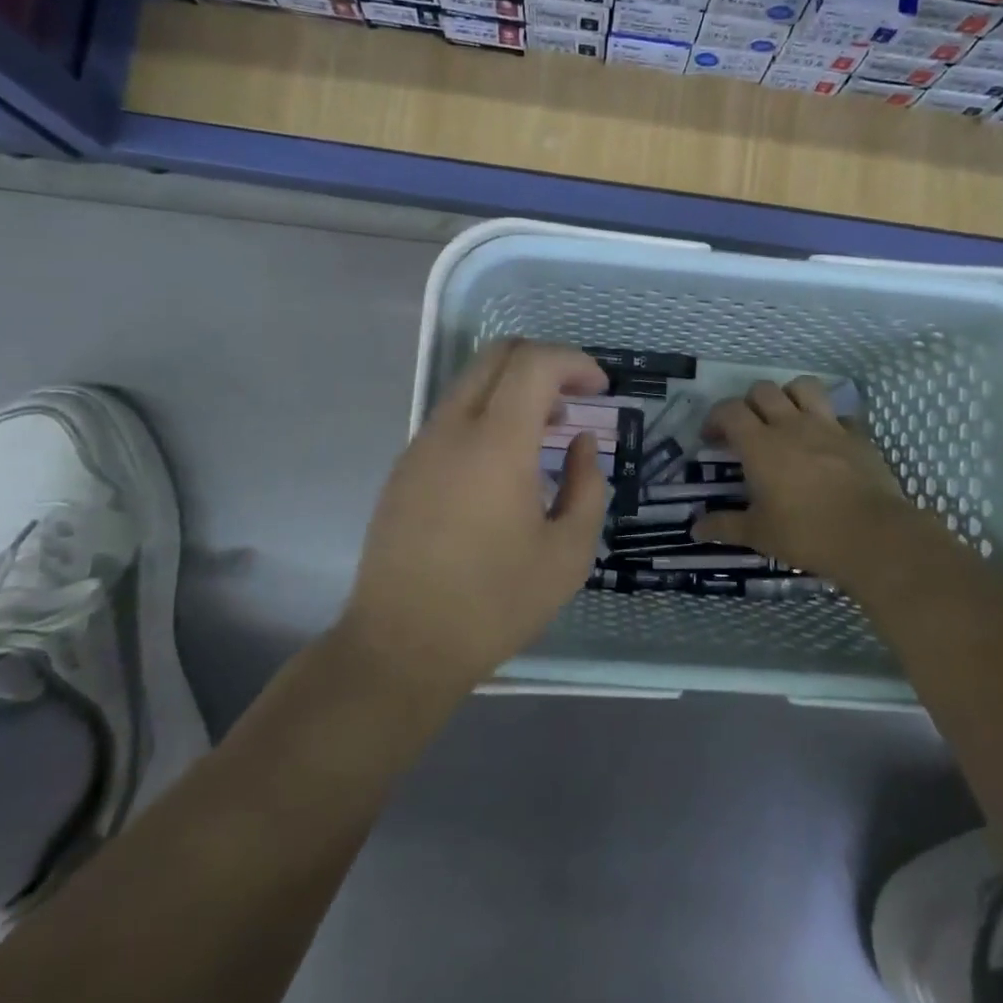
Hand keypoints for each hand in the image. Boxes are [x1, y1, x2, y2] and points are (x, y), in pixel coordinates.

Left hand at [341, 339, 608, 694]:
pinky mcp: (404, 469)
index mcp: (496, 443)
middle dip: (545, 362)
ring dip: (515, 390)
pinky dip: (488, 415)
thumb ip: (587, 487)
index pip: (534, 362)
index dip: (575, 362)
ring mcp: (421, 446)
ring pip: (471, 383)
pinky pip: (452, 416)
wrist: (401, 646)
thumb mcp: (568, 554)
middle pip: (497, 355)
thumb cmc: (495, 603)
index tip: (601, 390)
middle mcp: (452, 428)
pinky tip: (505, 466)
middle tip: (576, 399)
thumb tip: (580, 445)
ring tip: (546, 434)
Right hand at [691, 378, 927, 585]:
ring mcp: (828, 426)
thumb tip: (695, 529)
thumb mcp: (758, 534)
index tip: (711, 440)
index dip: (715, 418)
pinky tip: (825, 442)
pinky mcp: (858, 436)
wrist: (872, 535)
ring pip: (803, 386)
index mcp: (760, 445)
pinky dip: (826, 421)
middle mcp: (791, 425)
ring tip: (786, 419)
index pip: (729, 410)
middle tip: (746, 430)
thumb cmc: (806, 533)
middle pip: (763, 390)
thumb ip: (724, 526)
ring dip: (789, 396)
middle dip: (748, 404)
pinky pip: (838, 414)